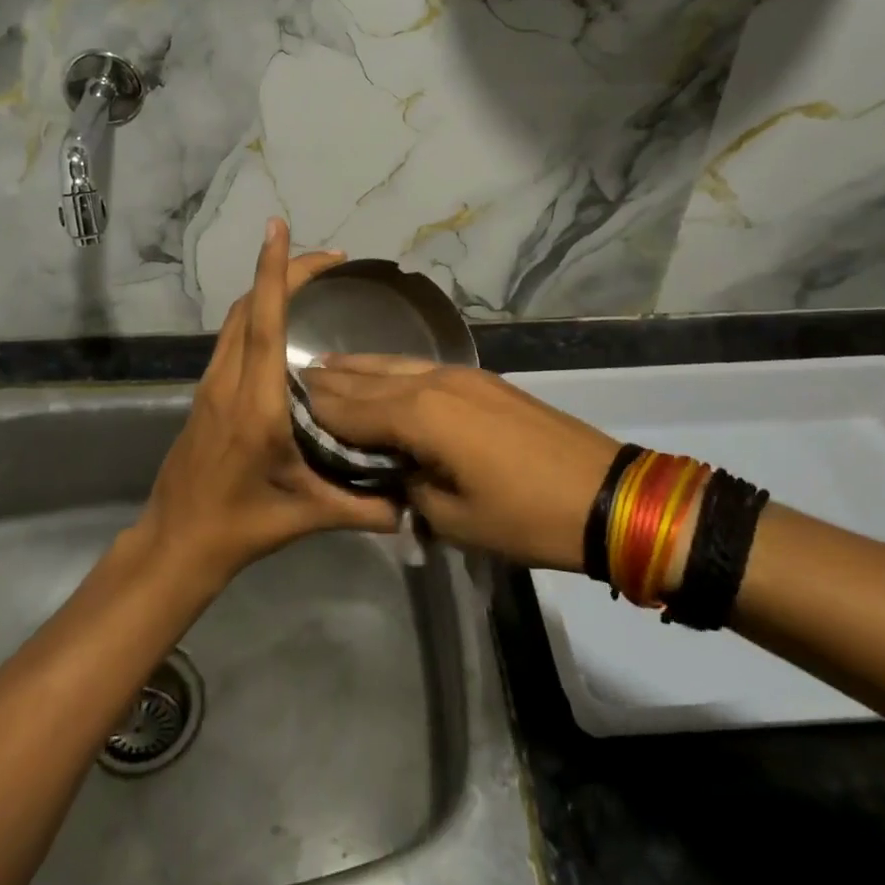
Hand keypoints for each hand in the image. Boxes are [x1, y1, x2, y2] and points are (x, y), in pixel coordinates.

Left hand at [135, 219, 399, 588]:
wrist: (176, 542)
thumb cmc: (240, 526)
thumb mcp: (306, 516)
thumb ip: (362, 509)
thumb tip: (410, 506)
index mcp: (255, 403)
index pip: (264, 322)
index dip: (274, 272)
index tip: (279, 228)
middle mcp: (227, 382)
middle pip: (249, 307)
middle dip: (284, 271)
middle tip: (331, 261)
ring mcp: (210, 385)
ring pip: (236, 319)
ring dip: (268, 290)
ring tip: (311, 283)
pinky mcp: (204, 394)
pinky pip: (231, 338)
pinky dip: (256, 314)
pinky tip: (282, 328)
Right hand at [300, 355, 617, 571]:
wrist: (605, 494)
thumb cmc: (525, 517)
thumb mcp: (452, 519)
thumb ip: (406, 486)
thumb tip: (388, 467)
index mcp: (420, 415)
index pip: (348, 408)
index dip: (313, 412)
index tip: (279, 411)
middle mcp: (433, 381)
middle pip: (366, 377)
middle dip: (327, 382)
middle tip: (288, 384)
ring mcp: (460, 375)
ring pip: (393, 364)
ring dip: (356, 368)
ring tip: (322, 368)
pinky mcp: (481, 379)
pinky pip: (419, 368)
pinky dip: (389, 372)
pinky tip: (380, 376)